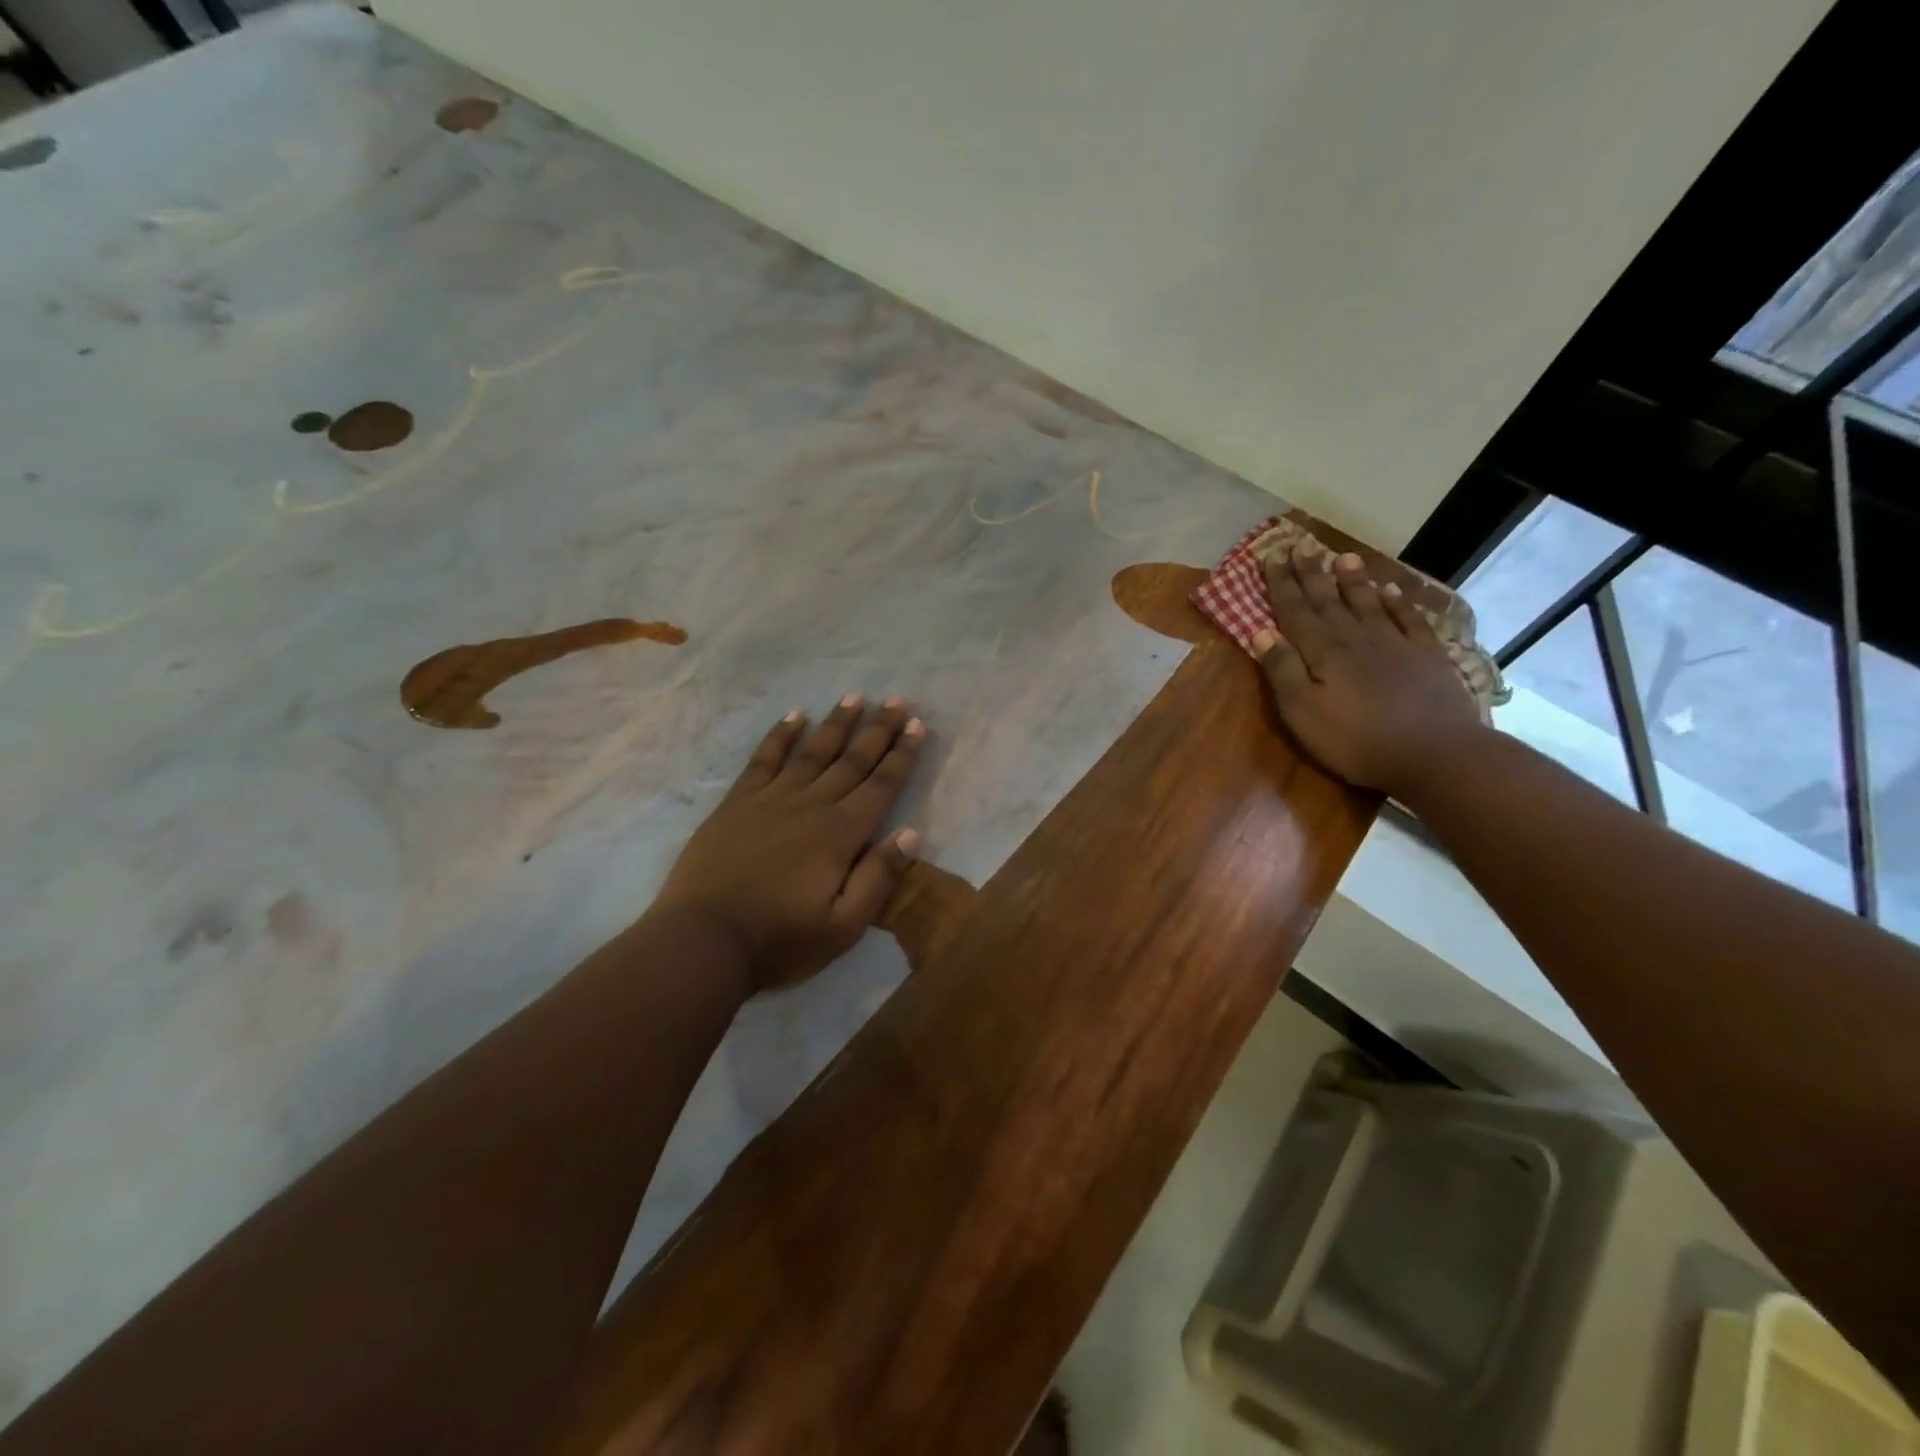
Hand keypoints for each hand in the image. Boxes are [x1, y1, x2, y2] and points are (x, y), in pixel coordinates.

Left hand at [652, 694, 927, 992]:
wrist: (702, 942)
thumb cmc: (779, 941)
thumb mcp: (843, 927)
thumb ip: (878, 878)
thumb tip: (910, 833)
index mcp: (841, 834)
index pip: (882, 785)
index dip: (902, 755)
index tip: (917, 725)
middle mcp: (811, 805)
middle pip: (852, 760)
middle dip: (878, 729)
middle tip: (896, 700)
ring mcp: (770, 799)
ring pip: (812, 752)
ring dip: (836, 723)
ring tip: (854, 696)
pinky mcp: (737, 803)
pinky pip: (764, 759)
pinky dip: (781, 736)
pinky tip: (794, 716)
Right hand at [1253, 541, 1486, 801]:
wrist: (1435, 753)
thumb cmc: (1356, 740)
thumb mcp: (1303, 712)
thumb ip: (1283, 671)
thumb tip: (1261, 632)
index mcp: (1323, 653)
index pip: (1296, 611)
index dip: (1282, 584)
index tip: (1271, 556)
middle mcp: (1356, 639)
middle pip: (1328, 601)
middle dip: (1311, 573)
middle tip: (1301, 544)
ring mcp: (1395, 645)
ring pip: (1367, 603)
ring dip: (1352, 580)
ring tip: (1342, 557)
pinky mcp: (1427, 657)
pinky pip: (1408, 620)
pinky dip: (1397, 602)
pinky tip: (1391, 590)